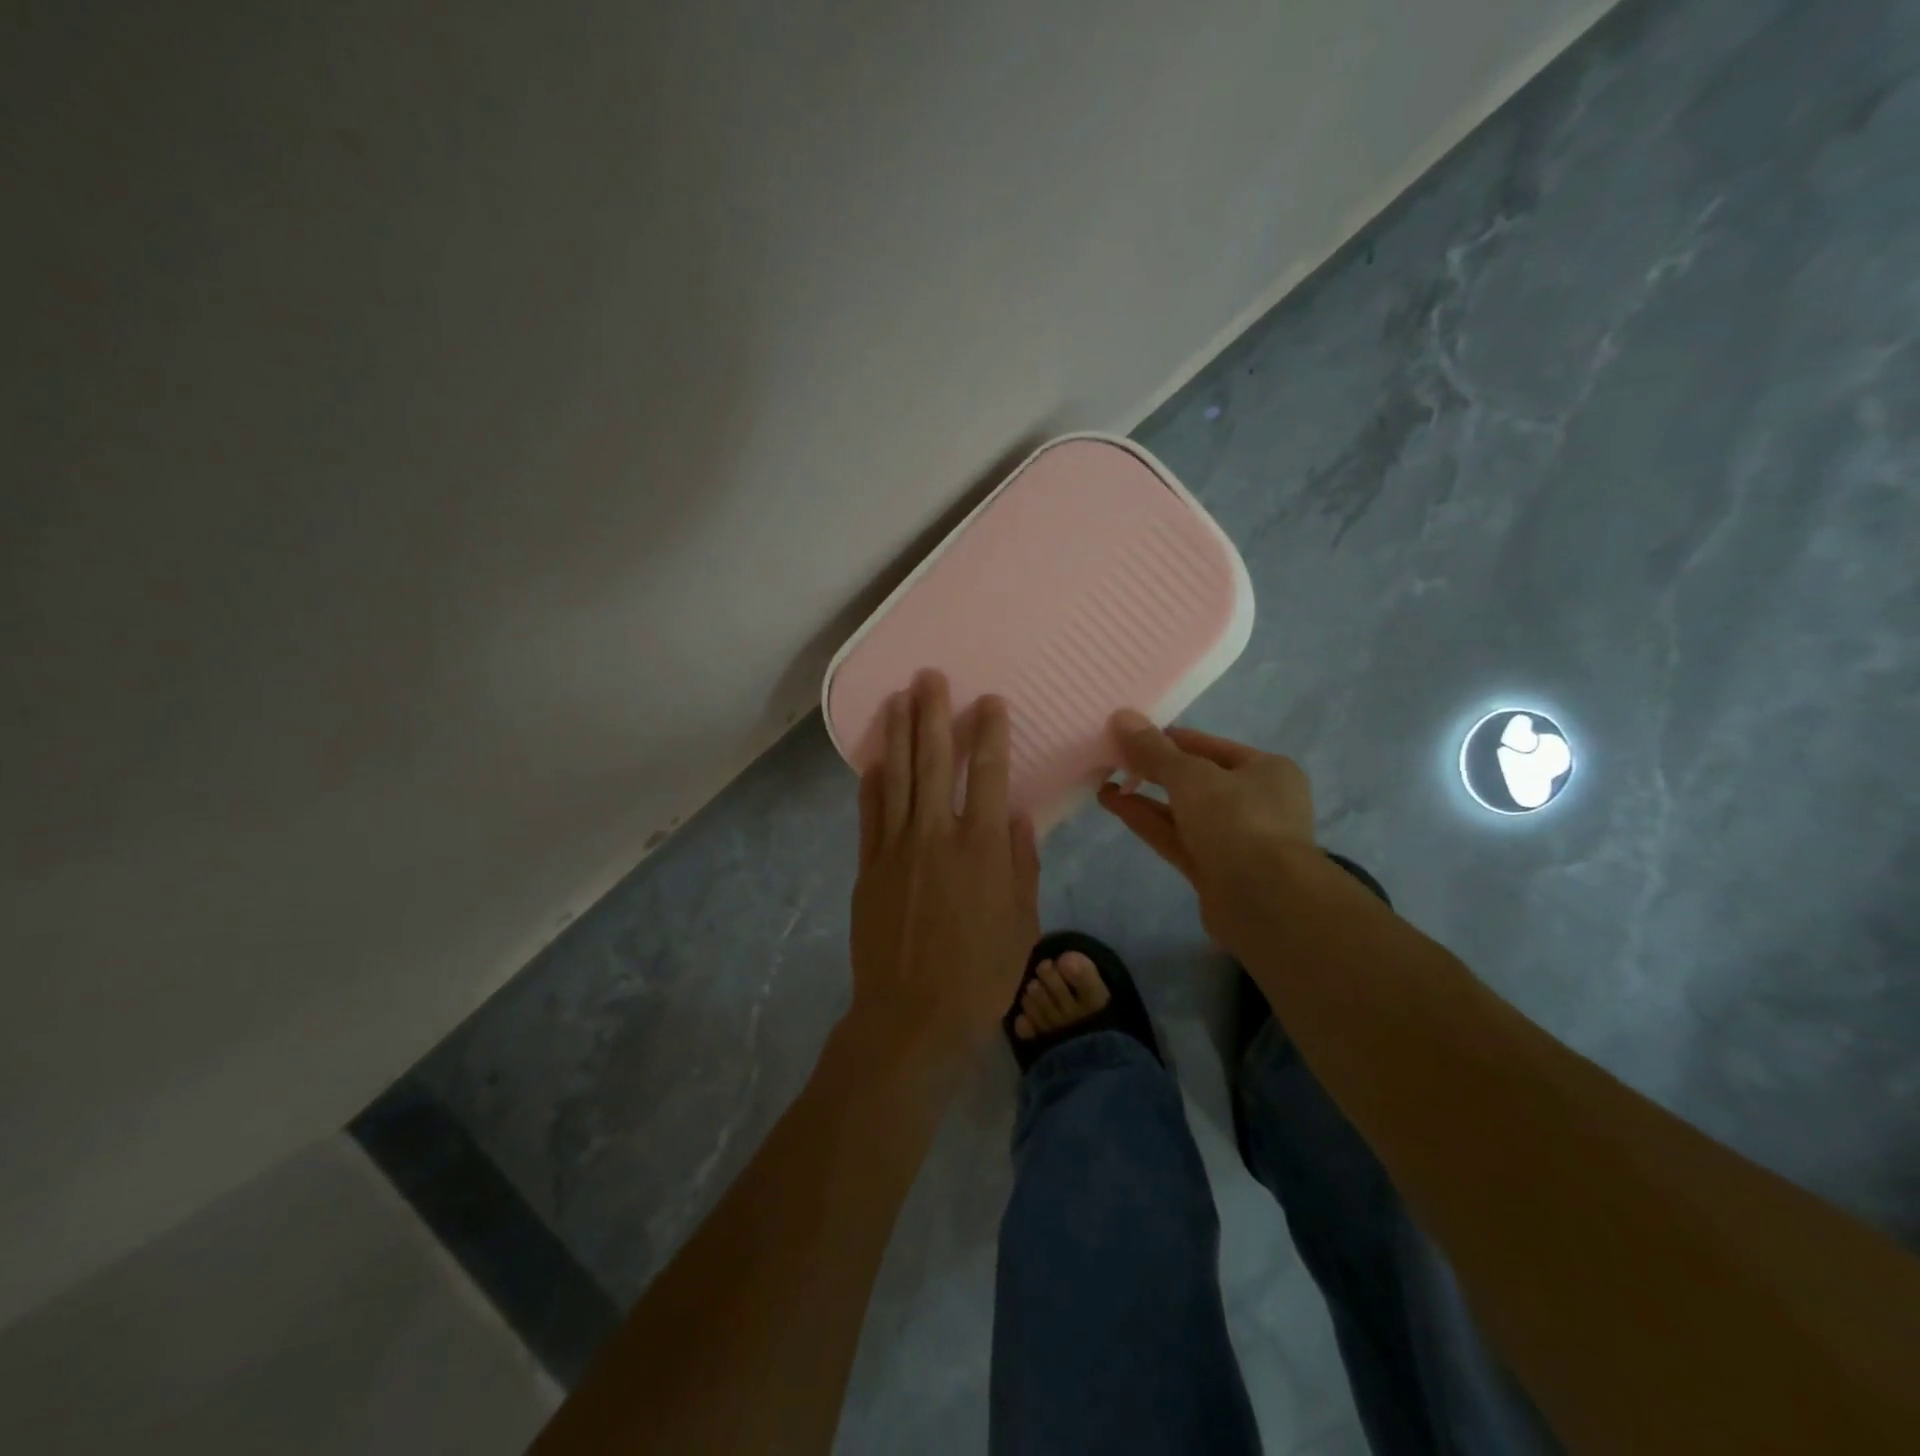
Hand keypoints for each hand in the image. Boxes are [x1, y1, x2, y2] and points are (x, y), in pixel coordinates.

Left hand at [847, 670, 1039, 1080]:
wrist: (912, 1018)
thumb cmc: (980, 976)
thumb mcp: (1022, 923)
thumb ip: (1021, 864)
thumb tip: (1019, 816)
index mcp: (982, 848)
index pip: (989, 775)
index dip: (990, 734)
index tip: (989, 702)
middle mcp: (937, 836)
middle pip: (934, 762)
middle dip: (933, 715)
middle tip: (930, 677)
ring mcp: (896, 849)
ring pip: (896, 778)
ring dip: (898, 734)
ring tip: (898, 697)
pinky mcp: (868, 868)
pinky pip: (869, 815)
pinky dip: (871, 784)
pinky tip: (872, 759)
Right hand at [1096, 711, 1316, 941]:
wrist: (1266, 903)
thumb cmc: (1238, 822)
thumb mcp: (1192, 776)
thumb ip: (1154, 750)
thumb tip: (1121, 717)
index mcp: (1266, 770)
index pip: (1209, 746)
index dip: (1168, 740)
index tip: (1129, 736)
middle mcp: (1255, 802)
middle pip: (1195, 780)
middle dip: (1153, 770)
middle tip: (1112, 759)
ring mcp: (1235, 839)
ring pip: (1182, 811)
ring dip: (1144, 797)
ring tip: (1104, 782)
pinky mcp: (1214, 870)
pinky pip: (1176, 837)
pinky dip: (1148, 821)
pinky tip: (1114, 805)